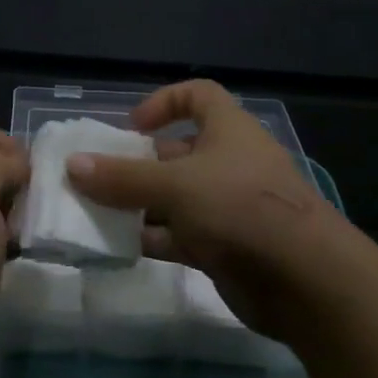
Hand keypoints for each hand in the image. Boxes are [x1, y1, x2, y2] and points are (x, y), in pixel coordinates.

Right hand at [65, 80, 341, 342]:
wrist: (305, 281)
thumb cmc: (240, 207)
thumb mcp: (175, 185)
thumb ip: (122, 178)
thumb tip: (72, 165)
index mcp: (228, 130)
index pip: (198, 96)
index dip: (164, 102)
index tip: (132, 127)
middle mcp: (228, 163)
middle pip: (176, 153)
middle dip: (136, 164)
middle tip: (96, 177)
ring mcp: (226, 207)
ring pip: (173, 197)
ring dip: (137, 205)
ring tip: (93, 213)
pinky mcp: (223, 246)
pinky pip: (177, 234)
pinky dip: (150, 238)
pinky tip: (116, 247)